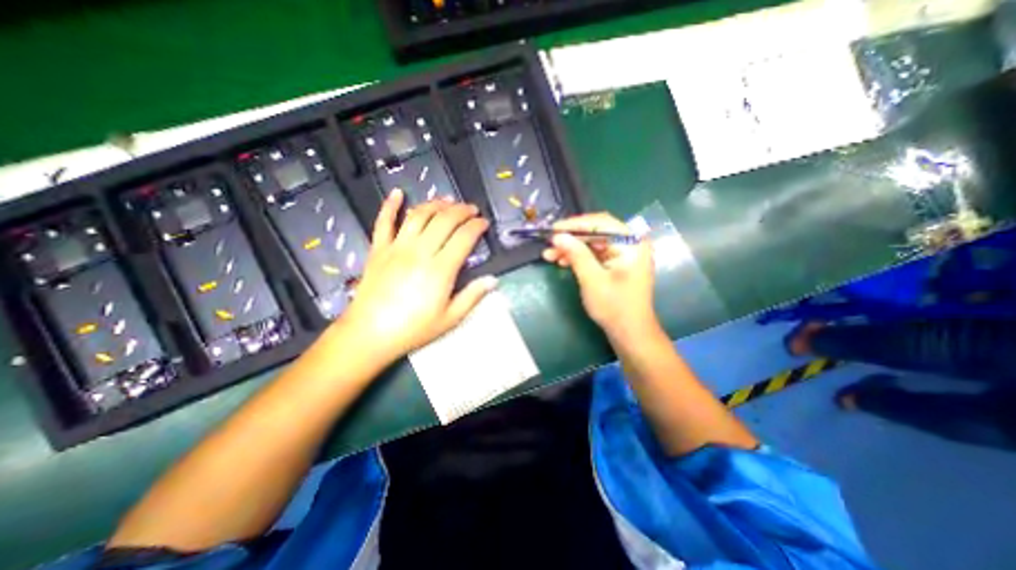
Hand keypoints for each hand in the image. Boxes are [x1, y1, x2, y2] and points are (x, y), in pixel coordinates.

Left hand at [337, 190, 497, 360]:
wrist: (370, 334)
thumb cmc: (414, 329)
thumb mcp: (450, 318)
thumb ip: (472, 296)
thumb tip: (493, 280)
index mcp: (440, 269)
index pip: (464, 237)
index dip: (477, 226)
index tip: (484, 223)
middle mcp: (420, 251)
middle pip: (444, 220)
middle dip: (461, 210)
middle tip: (471, 209)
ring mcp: (397, 247)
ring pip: (419, 215)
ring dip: (435, 204)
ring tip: (447, 200)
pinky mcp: (378, 249)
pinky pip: (383, 222)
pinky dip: (390, 205)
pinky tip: (397, 193)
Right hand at [540, 212, 658, 339]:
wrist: (630, 333)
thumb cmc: (614, 306)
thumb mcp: (592, 279)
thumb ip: (576, 254)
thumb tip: (558, 236)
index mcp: (631, 243)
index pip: (601, 223)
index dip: (575, 224)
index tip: (554, 230)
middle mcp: (630, 244)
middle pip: (596, 232)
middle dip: (571, 238)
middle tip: (549, 243)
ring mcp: (624, 254)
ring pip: (593, 243)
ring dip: (572, 248)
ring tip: (550, 255)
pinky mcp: (617, 264)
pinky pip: (595, 254)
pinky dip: (579, 257)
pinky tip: (562, 261)